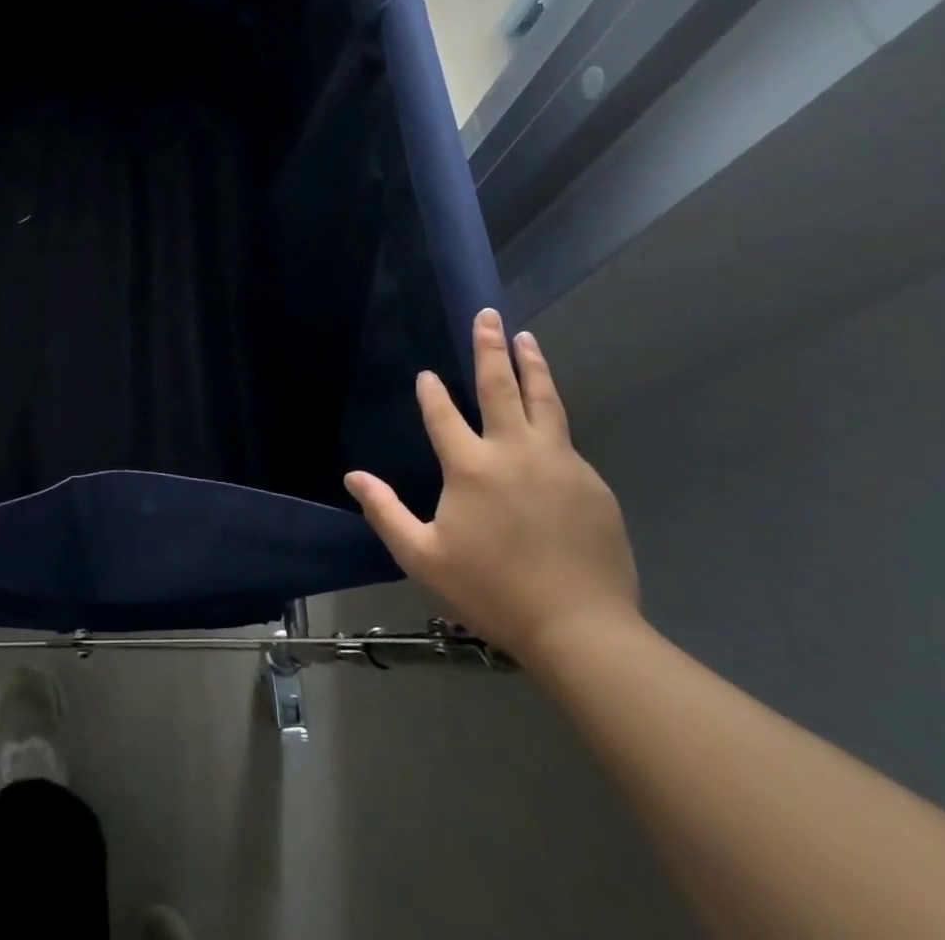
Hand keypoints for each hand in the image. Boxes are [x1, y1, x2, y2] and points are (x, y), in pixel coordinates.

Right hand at [345, 309, 638, 663]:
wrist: (582, 629)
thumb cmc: (492, 591)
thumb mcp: (423, 557)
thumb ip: (385, 512)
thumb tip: (352, 478)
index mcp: (471, 466)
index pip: (443, 414)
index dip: (431, 393)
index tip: (425, 375)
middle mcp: (515, 452)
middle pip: (501, 387)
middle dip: (490, 348)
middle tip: (488, 316)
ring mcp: (560, 464)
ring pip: (545, 401)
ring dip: (532, 366)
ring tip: (527, 338)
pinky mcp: (592, 484)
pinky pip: (566, 441)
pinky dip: (552, 420)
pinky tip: (548, 421)